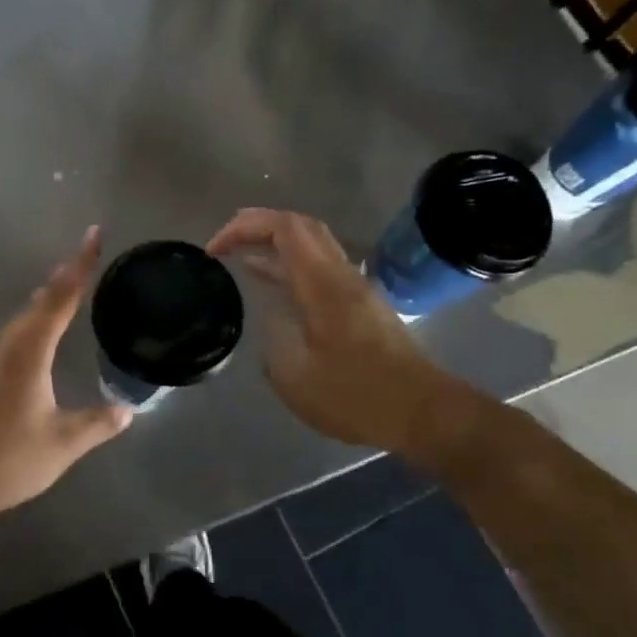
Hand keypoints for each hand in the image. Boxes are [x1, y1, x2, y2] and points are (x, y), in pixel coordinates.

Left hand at [0, 226, 132, 529]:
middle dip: (63, 278)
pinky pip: (16, 338)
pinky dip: (35, 323)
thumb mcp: (62, 444)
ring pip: (23, 320)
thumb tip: (128, 409)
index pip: (59, 300)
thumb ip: (97, 424)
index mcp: (29, 355)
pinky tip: (40, 337)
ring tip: (66, 288)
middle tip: (85, 258)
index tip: (92, 235)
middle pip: (38, 303)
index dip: (79, 267)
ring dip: (46, 300)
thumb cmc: (7, 461)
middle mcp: (8, 351)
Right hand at [207, 208, 472, 454]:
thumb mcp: (296, 376)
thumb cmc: (357, 395)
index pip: (283, 227)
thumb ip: (273, 339)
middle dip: (257, 224)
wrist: (422, 412)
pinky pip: (319, 268)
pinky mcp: (359, 306)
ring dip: (274, 244)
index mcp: (322, 283)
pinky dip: (289, 266)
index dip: (245, 226)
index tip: (214, 250)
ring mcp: (353, 288)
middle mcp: (340, 275)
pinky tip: (271, 287)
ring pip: (312, 245)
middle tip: (224, 241)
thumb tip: (269, 319)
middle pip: (300, 225)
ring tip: (239, 258)